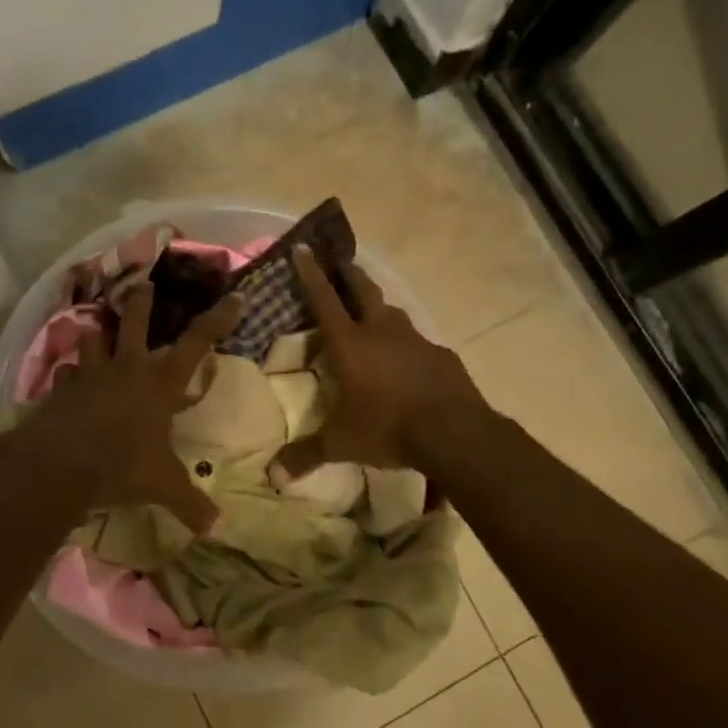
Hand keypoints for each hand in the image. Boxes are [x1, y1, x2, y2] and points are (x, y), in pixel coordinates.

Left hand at [28, 283, 243, 532]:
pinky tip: (69, 380)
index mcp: (159, 384)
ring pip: (94, 340)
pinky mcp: (62, 389)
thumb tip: (216, 528)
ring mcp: (91, 375)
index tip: (234, 297)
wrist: (62, 464)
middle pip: (135, 323)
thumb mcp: (163, 486)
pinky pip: (67, 374)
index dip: (217, 320)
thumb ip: (190, 503)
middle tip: (142, 283)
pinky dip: (70, 375)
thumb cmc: (122, 466)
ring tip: (98, 331)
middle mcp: (127, 369)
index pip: (197, 343)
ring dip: (98, 335)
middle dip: (141, 302)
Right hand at [272, 245, 487, 478]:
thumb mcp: (342, 443)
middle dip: (349, 275)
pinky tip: (408, 360)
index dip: (311, 274)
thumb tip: (273, 478)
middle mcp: (382, 332)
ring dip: (380, 307)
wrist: (454, 432)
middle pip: (363, 291)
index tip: (303, 249)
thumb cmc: (387, 428)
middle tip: (341, 262)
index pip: (324, 300)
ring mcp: (415, 341)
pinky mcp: (441, 356)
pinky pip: (418, 342)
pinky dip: (406, 344)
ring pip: (393, 313)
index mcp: (351, 344)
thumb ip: (307, 456)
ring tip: (373, 311)